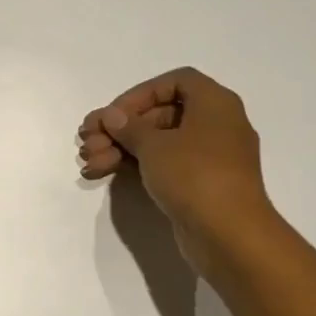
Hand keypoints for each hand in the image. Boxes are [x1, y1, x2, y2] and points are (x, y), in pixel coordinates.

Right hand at [78, 67, 272, 265]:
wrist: (228, 234)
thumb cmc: (194, 175)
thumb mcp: (155, 146)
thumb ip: (129, 127)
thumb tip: (112, 116)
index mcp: (214, 103)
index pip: (174, 82)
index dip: (139, 94)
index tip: (114, 115)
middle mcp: (215, 125)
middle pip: (160, 114)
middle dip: (120, 128)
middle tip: (87, 142)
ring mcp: (207, 157)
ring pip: (158, 143)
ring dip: (120, 148)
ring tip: (88, 162)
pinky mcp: (198, 185)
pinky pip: (163, 165)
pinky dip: (134, 166)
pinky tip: (102, 173)